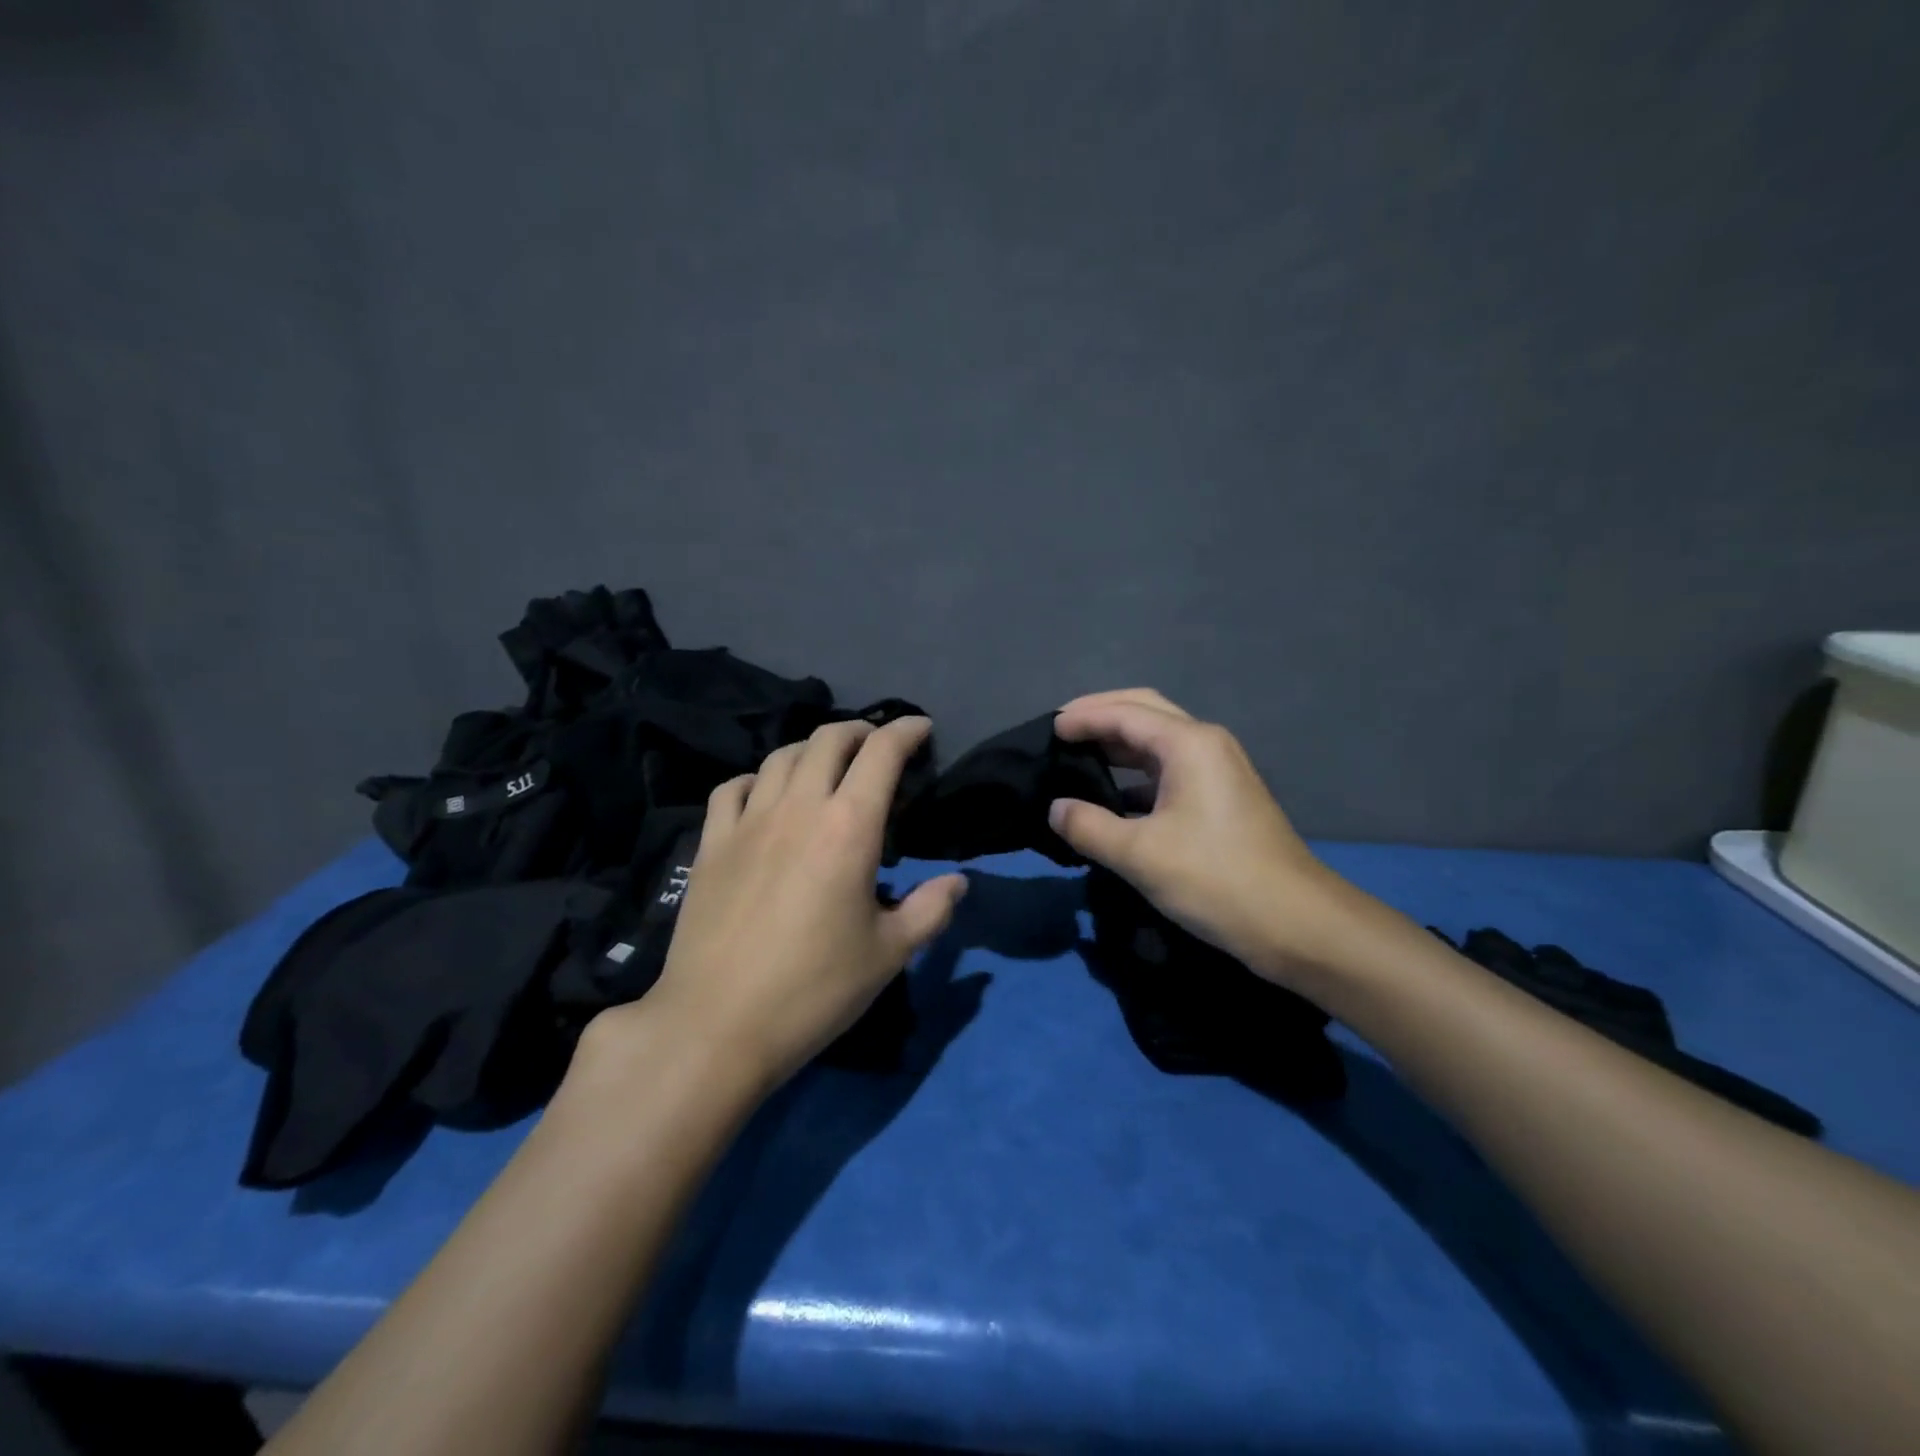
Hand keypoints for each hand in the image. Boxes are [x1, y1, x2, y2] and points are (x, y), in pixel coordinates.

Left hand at [590, 717, 966, 1091]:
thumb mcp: (888, 954)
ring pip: (781, 757)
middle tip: (877, 744)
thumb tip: (958, 881)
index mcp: (849, 828)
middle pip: (828, 740)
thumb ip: (930, 910)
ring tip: (827, 765)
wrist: (716, 1025)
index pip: (881, 753)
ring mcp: (747, 822)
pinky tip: (764, 795)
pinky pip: (732, 787)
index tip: (922, 729)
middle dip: (859, 730)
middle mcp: (798, 808)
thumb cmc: (814, 989)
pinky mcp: (710, 844)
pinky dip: (757, 778)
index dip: (905, 731)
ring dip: (812, 748)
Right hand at [1050, 689, 1353, 982]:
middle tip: (1061, 731)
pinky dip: (1135, 773)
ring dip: (1118, 743)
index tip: (1046, 731)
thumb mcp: (1140, 855)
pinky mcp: (1221, 798)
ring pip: (1158, 740)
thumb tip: (1055, 809)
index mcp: (1188, 744)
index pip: (1124, 713)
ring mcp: (1218, 770)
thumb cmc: (1216, 879)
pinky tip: (1112, 797)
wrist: (1296, 924)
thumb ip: (1088, 826)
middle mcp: (1206, 744)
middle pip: (1145, 711)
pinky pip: (1169, 769)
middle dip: (1101, 715)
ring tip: (1078, 757)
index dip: (1082, 718)